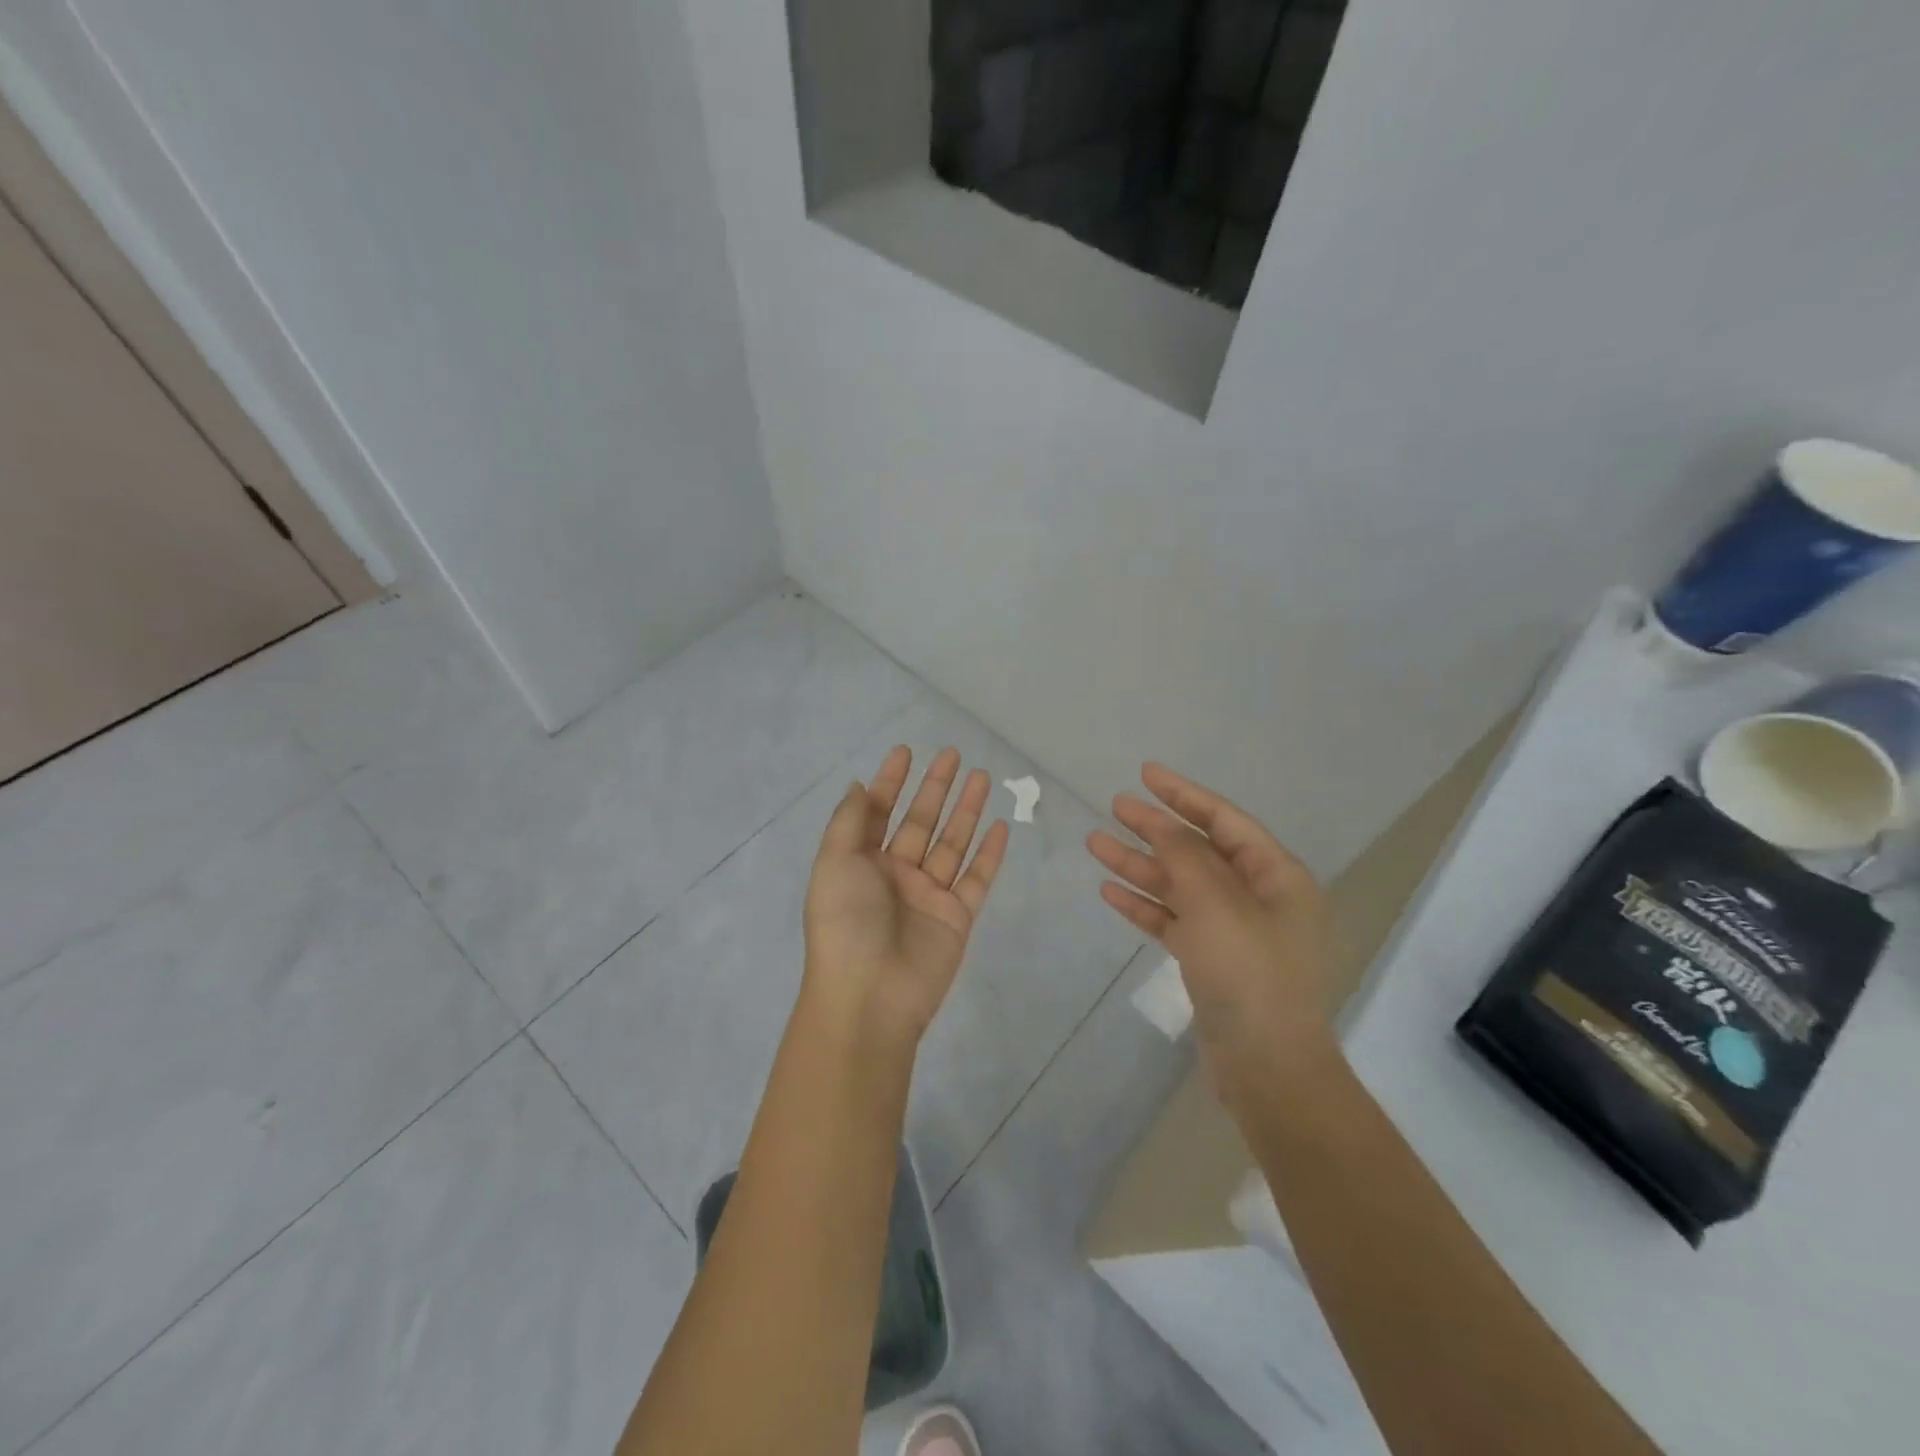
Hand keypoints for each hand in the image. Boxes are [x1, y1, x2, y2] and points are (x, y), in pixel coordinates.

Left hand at [802, 745, 1010, 1053]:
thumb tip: (858, 786)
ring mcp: (928, 895)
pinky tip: (1001, 826)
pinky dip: (989, 853)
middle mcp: (895, 874)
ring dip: (966, 810)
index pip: (879, 811)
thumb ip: (849, 822)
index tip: (906, 751)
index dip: (891, 781)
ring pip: (952, 843)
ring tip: (982, 776)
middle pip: (920, 821)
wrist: (870, 997)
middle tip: (953, 753)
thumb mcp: (834, 864)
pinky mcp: (957, 917)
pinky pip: (976, 878)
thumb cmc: (845, 924)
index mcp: (861, 862)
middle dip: (935, 787)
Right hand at [1087, 763, 1340, 1087]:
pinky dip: (1145, 905)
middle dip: (1156, 828)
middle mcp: (1258, 897)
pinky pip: (1174, 920)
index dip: (1184, 794)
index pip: (1225, 820)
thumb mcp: (1216, 904)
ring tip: (1095, 843)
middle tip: (1114, 806)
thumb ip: (1186, 857)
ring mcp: (1233, 931)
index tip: (1146, 774)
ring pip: (1180, 886)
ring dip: (1140, 865)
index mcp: (1277, 876)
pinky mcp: (1211, 960)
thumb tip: (1165, 825)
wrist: (1267, 1068)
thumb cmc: (1249, 974)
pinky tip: (1110, 891)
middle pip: (1199, 850)